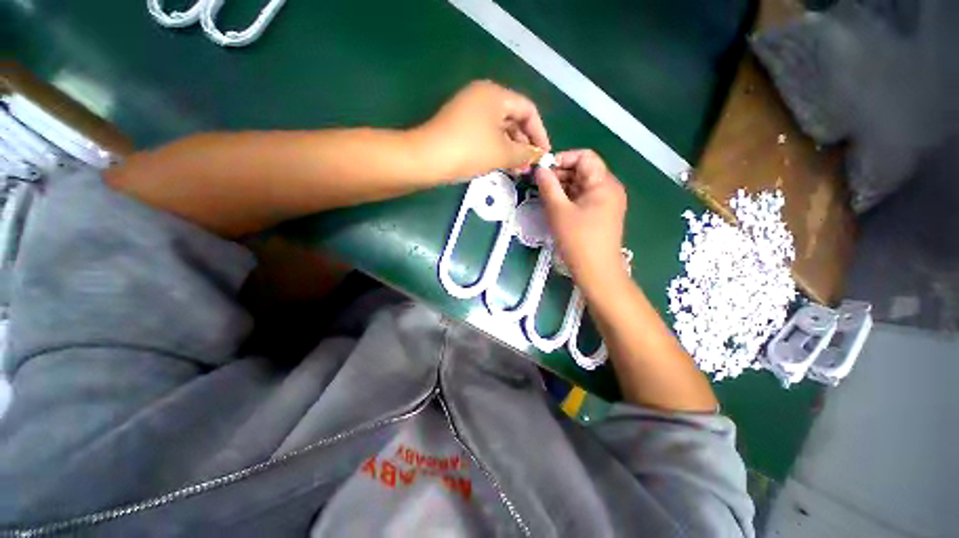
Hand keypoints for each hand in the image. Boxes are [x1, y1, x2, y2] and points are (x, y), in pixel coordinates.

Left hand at [412, 80, 549, 179]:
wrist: (427, 159)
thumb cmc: (469, 151)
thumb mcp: (502, 153)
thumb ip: (525, 153)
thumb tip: (538, 156)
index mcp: (495, 94)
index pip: (528, 110)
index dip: (539, 133)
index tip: (544, 155)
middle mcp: (482, 97)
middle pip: (513, 119)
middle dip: (524, 145)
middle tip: (530, 167)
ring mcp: (469, 111)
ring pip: (499, 130)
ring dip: (511, 150)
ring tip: (518, 171)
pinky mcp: (460, 126)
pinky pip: (486, 136)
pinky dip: (496, 150)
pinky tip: (502, 166)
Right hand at [535, 150, 627, 291]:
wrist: (597, 271)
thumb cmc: (578, 240)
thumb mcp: (559, 211)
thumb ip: (548, 187)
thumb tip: (539, 169)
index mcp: (604, 183)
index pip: (585, 157)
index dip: (562, 158)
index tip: (543, 170)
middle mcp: (609, 188)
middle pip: (583, 170)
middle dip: (560, 173)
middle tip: (538, 183)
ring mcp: (606, 202)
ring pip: (582, 185)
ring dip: (562, 186)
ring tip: (543, 194)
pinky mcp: (601, 214)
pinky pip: (583, 198)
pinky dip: (569, 198)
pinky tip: (554, 204)